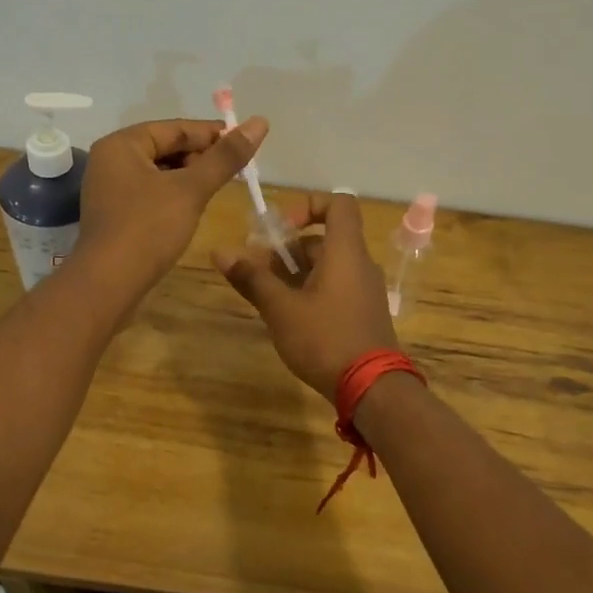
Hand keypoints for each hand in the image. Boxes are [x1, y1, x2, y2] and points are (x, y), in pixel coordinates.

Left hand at [74, 115, 268, 298]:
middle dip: (201, 157)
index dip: (213, 134)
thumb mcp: (191, 190)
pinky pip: (151, 192)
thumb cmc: (148, 229)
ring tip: (218, 187)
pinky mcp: (115, 213)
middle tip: (235, 170)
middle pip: (166, 147)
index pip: (175, 128)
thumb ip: (225, 157)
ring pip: (160, 172)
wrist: (108, 285)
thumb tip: (259, 122)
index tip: (246, 143)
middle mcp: (111, 160)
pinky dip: (174, 194)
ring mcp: (110, 188)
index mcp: (122, 145)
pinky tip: (194, 207)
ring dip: (190, 177)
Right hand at [213, 191, 399, 402]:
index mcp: (346, 251)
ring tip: (267, 296)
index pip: (339, 204)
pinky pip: (336, 287)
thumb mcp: (281, 309)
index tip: (282, 230)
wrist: (372, 388)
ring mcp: (365, 290)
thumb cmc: (325, 339)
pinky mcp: (364, 313)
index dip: (308, 206)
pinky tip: (289, 317)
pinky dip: (311, 290)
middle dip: (288, 249)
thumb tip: (220, 252)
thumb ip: (252, 278)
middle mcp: (360, 264)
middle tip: (258, 271)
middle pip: (324, 239)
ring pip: (328, 266)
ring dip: (296, 273)